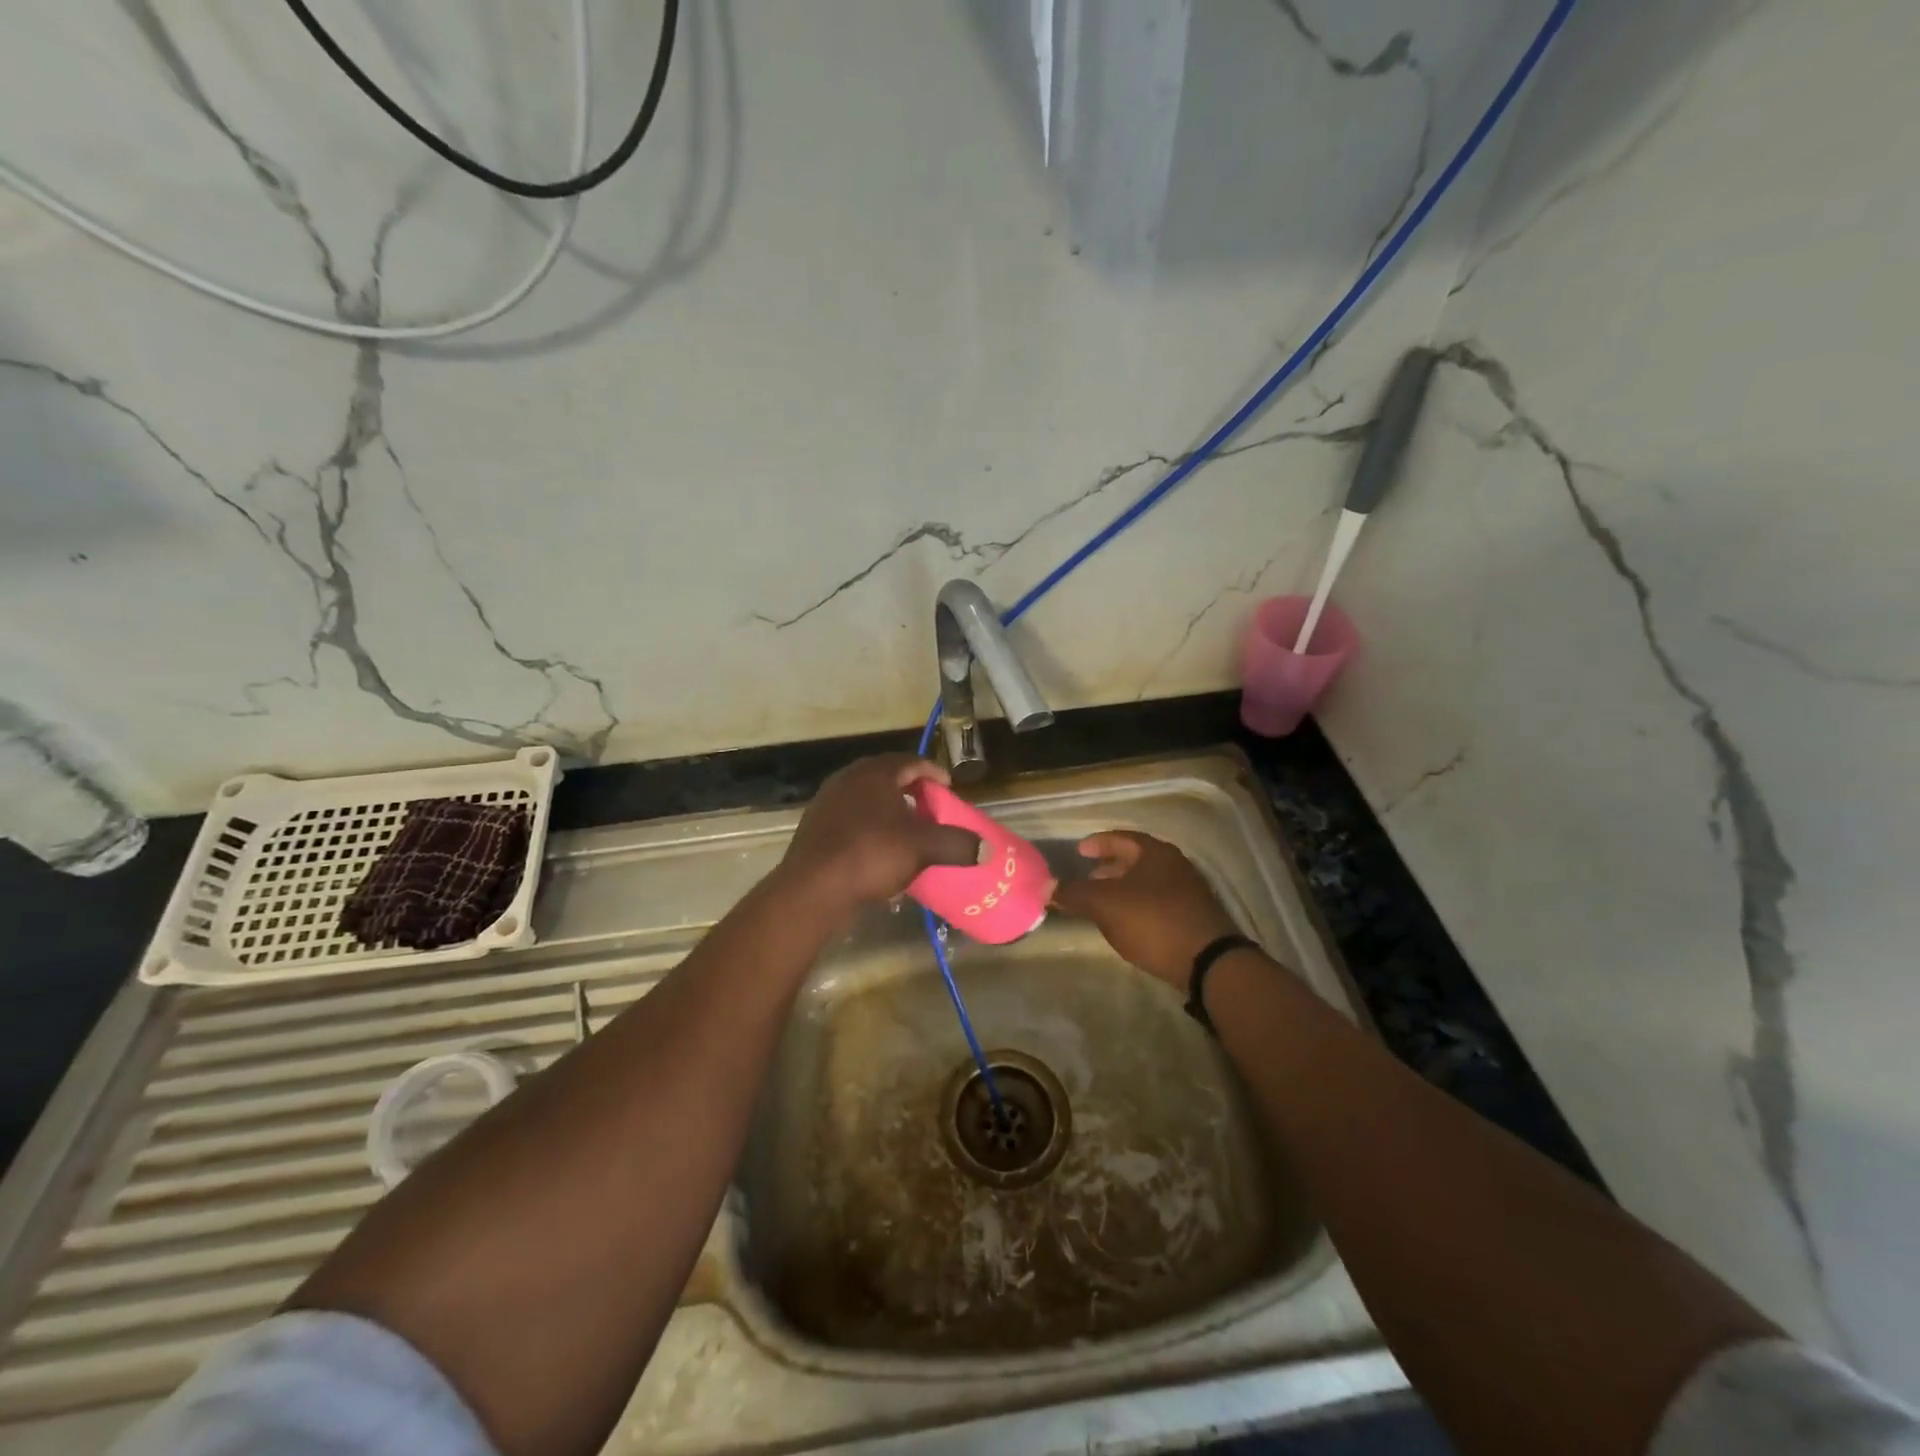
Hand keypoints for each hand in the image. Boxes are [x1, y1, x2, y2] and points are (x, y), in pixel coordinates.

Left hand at [779, 756, 980, 920]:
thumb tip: (987, 849)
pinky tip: (879, 852)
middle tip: (929, 808)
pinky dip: (869, 829)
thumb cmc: (871, 854)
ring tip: (907, 831)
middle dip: (910, 792)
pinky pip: (850, 820)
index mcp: (874, 773)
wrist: (813, 888)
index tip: (947, 788)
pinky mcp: (815, 828)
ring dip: (888, 812)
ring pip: (866, 800)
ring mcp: (827, 803)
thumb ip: (957, 844)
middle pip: (886, 778)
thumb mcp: (923, 847)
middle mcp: (847, 779)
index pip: (910, 761)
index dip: (932, 772)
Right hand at [1052, 832, 1239, 990]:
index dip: (1098, 843)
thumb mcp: (1106, 905)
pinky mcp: (1193, 917)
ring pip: (1147, 882)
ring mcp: (1188, 891)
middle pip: (1136, 859)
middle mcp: (1175, 865)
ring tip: (1103, 904)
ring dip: (1123, 889)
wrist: (1208, 961)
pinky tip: (1127, 923)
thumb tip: (1046, 887)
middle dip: (1110, 868)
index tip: (1080, 852)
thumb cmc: (1153, 921)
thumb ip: (1076, 893)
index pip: (1122, 837)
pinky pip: (1157, 901)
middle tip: (1089, 878)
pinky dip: (1138, 905)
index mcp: (1156, 853)